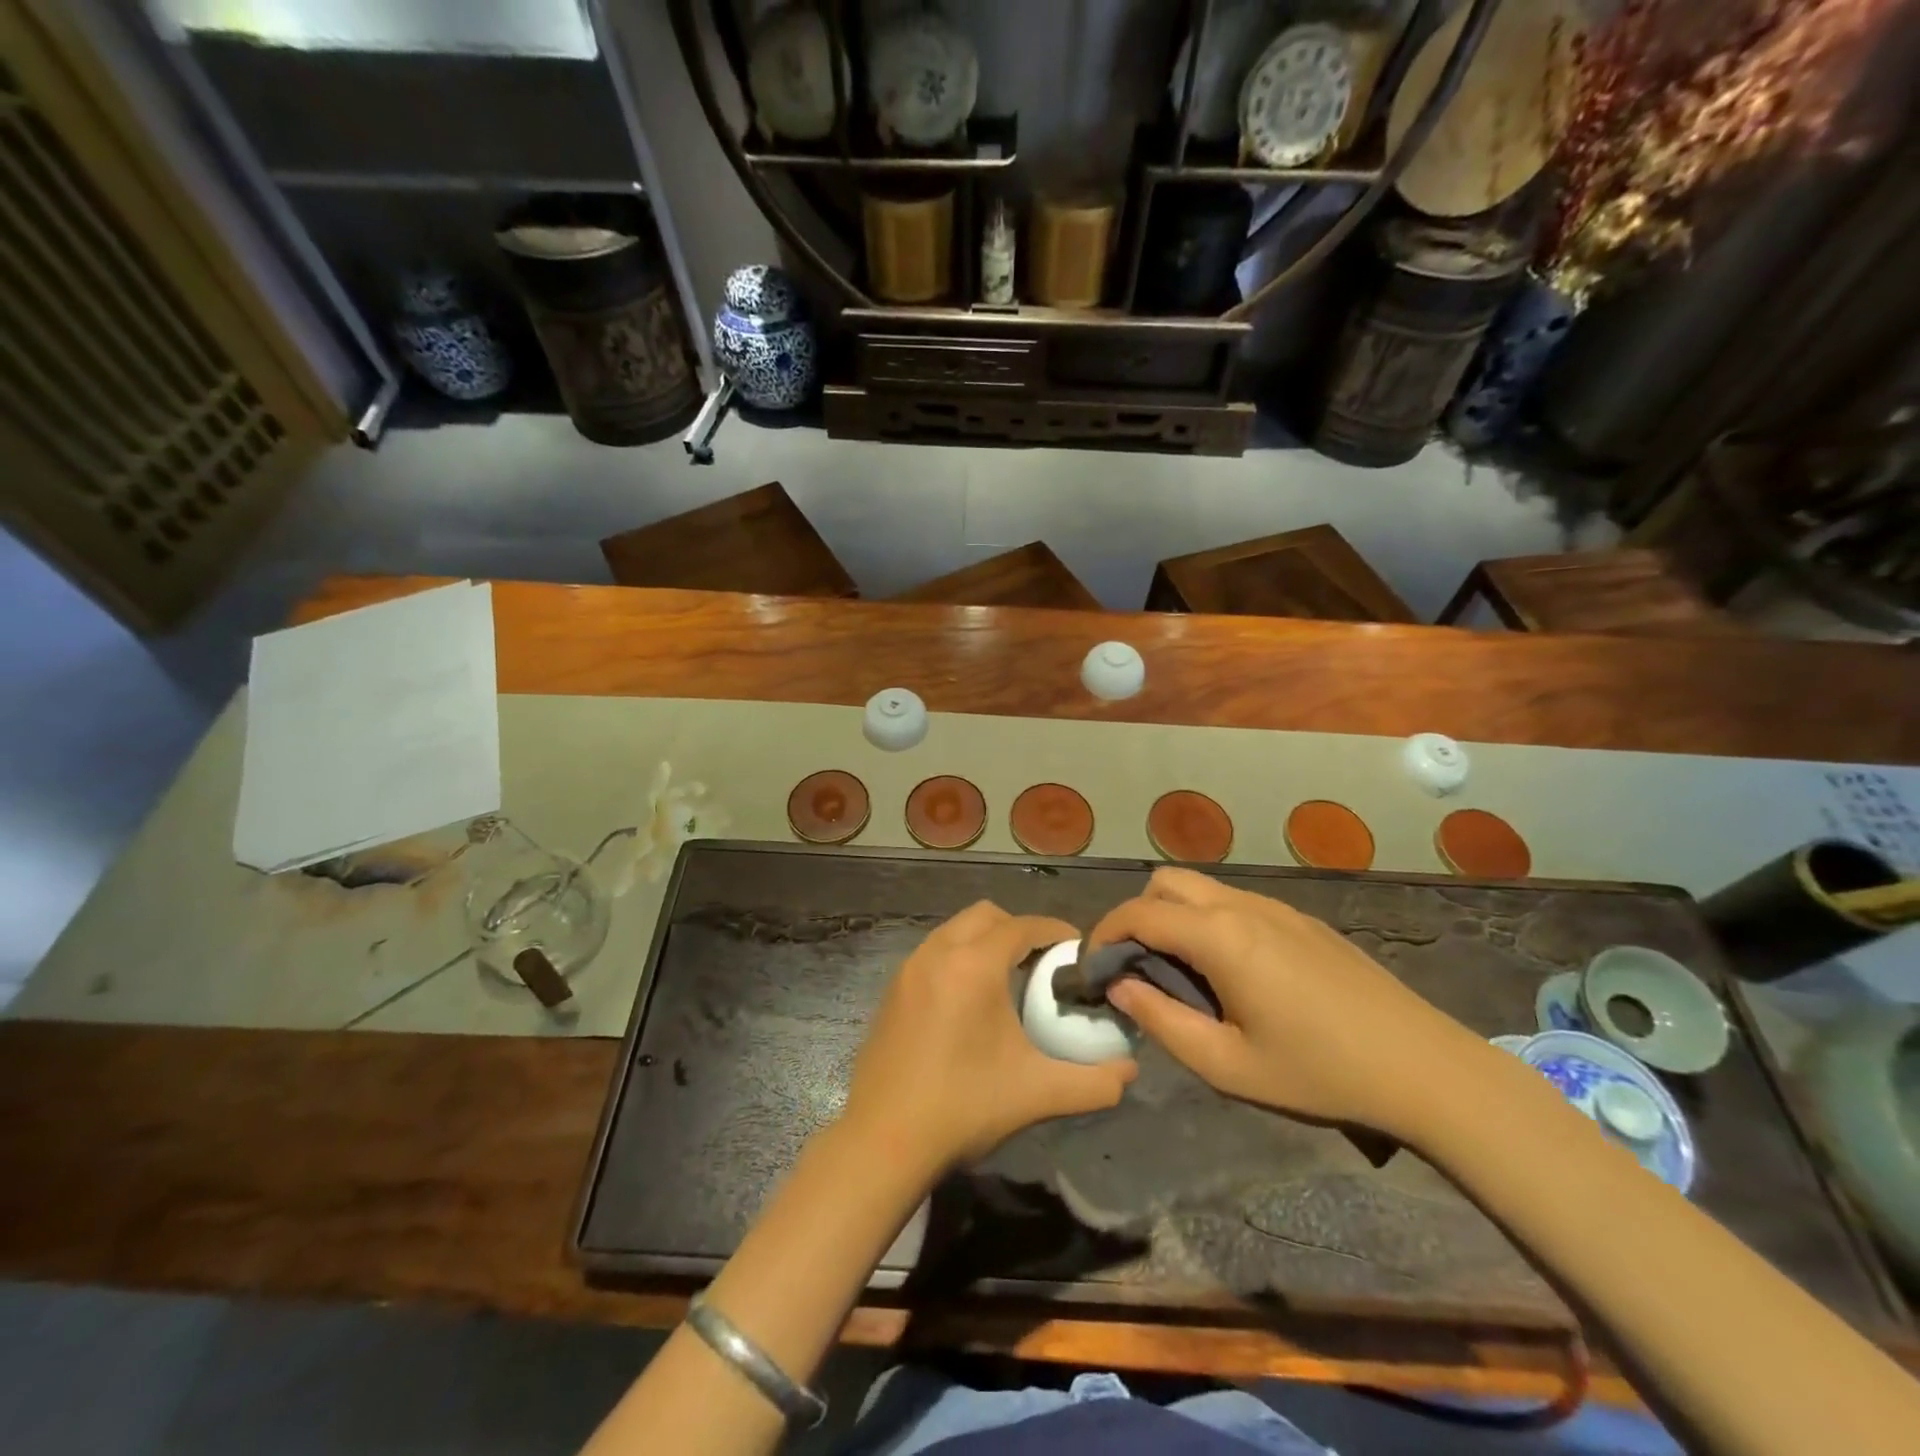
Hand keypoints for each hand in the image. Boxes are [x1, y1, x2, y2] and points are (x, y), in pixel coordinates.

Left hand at [844, 902, 1136, 1170]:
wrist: (882, 1141)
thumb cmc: (963, 1107)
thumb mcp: (1037, 1094)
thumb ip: (1093, 1082)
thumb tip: (1129, 1072)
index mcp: (973, 965)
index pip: (1022, 926)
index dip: (1054, 931)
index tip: (1076, 949)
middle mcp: (938, 953)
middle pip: (986, 915)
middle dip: (1018, 929)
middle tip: (1042, 963)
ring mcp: (908, 969)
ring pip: (955, 930)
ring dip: (985, 941)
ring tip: (1008, 980)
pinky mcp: (892, 989)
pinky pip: (933, 952)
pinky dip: (958, 958)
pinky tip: (969, 1002)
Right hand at [1088, 867, 1496, 1142]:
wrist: (1423, 1066)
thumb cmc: (1318, 1071)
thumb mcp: (1227, 1065)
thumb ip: (1161, 1021)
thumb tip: (1120, 988)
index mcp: (1220, 936)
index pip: (1138, 913)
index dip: (1104, 936)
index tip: (1094, 971)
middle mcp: (1242, 906)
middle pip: (1166, 882)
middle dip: (1137, 915)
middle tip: (1137, 967)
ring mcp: (1276, 907)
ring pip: (1201, 888)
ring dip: (1173, 916)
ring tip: (1180, 973)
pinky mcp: (1301, 919)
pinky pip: (1235, 902)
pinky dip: (1208, 921)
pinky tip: (1231, 973)